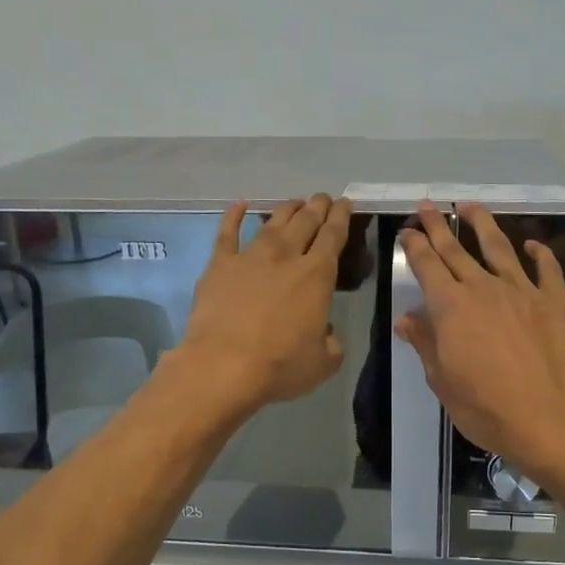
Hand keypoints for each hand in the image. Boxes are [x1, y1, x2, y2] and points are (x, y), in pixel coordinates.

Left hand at [179, 194, 352, 412]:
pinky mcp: (220, 264)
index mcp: (318, 276)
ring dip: (286, 209)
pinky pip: (227, 232)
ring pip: (272, 222)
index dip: (341, 216)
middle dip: (317, 206)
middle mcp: (286, 256)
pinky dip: (234, 215)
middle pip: (305, 221)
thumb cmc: (280, 366)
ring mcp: (250, 256)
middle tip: (322, 198)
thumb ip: (331, 341)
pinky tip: (240, 205)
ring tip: (294, 202)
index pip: (334, 235)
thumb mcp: (323, 362)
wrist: (223, 366)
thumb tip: (324, 331)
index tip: (344, 203)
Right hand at [396, 202, 564, 482]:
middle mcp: (484, 288)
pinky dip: (539, 253)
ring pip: (498, 248)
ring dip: (483, 224)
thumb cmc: (484, 407)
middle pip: (457, 249)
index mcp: (451, 306)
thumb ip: (426, 343)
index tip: (407, 230)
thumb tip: (407, 319)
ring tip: (471, 205)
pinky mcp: (554, 302)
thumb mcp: (441, 380)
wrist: (546, 419)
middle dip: (439, 226)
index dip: (415, 245)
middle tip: (428, 206)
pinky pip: (546, 269)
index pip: (427, 265)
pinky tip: (532, 245)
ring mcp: (522, 291)